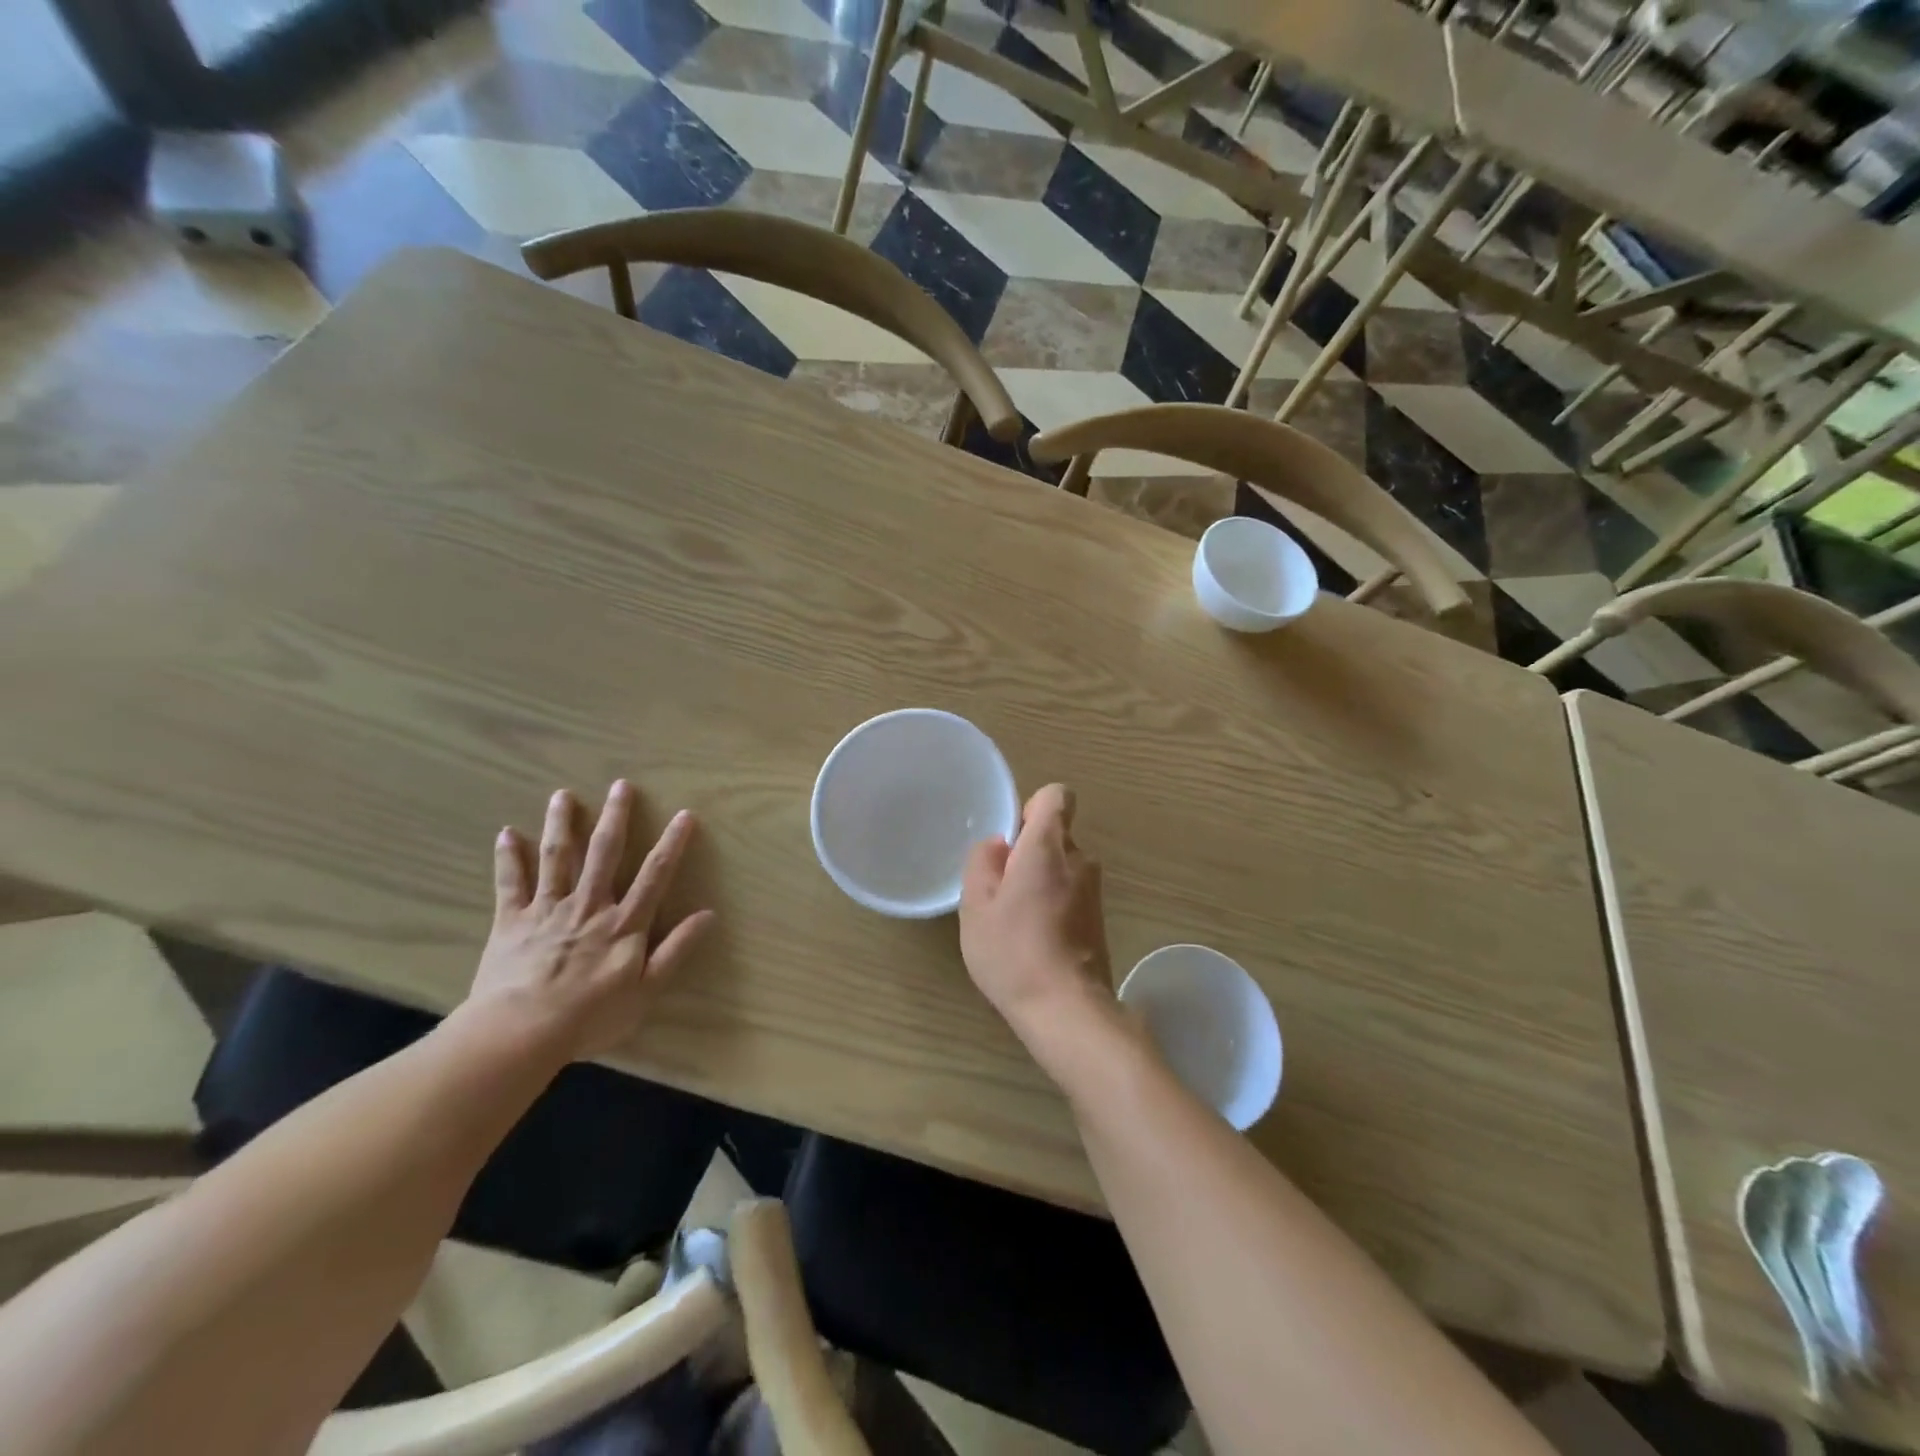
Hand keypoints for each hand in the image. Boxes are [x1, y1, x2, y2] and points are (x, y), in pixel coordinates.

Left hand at [466, 781, 714, 1061]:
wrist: (521, 1032)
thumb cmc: (590, 1015)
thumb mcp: (646, 990)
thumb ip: (676, 949)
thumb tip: (709, 914)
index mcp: (624, 923)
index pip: (655, 875)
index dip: (672, 843)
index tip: (684, 815)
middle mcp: (589, 905)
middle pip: (604, 853)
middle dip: (615, 817)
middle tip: (621, 785)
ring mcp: (548, 909)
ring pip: (557, 858)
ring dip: (561, 824)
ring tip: (563, 795)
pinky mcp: (512, 921)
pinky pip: (511, 884)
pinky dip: (508, 858)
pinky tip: (506, 833)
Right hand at [960, 784, 1118, 1072]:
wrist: (1066, 1009)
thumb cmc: (1012, 951)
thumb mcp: (976, 906)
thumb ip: (983, 863)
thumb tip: (999, 844)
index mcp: (1049, 847)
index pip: (1056, 796)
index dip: (1032, 808)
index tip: (1012, 840)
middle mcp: (1080, 860)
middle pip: (1056, 834)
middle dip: (1030, 851)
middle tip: (1001, 889)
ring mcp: (1094, 890)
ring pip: (1063, 866)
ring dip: (1041, 881)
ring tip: (1014, 919)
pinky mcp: (1099, 918)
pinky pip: (1071, 892)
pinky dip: (1054, 903)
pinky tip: (1034, 938)